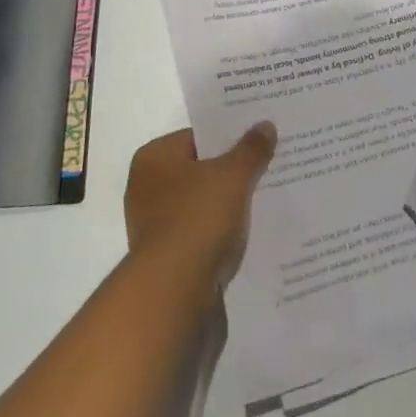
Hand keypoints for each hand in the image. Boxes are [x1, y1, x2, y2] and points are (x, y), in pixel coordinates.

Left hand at [125, 124, 275, 292]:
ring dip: (227, 203)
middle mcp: (147, 187)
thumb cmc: (197, 219)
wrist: (174, 291)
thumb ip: (251, 149)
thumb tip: (265, 125)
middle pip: (200, 170)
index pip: (198, 137)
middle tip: (269, 165)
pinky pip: (200, 231)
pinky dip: (220, 231)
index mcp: (154, 158)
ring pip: (202, 202)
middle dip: (232, 171)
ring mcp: (154, 224)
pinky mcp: (166, 256)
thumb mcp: (232, 176)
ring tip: (266, 197)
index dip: (230, 137)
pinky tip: (248, 231)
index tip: (258, 139)